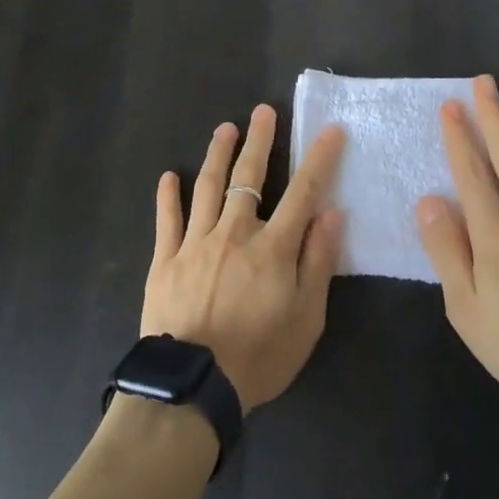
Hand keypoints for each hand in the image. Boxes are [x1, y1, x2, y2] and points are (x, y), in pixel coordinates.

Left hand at [143, 106, 345, 412]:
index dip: (318, 158)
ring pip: (207, 187)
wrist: (191, 388)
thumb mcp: (306, 319)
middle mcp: (235, 233)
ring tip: (225, 128)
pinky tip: (169, 176)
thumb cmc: (258, 357)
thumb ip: (318, 262)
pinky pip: (167, 220)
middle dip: (259, 141)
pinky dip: (168, 196)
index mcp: (273, 247)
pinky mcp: (165, 260)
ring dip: (217, 154)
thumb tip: (332, 214)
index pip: (303, 191)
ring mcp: (195, 243)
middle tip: (263, 110)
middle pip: (249, 177)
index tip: (329, 130)